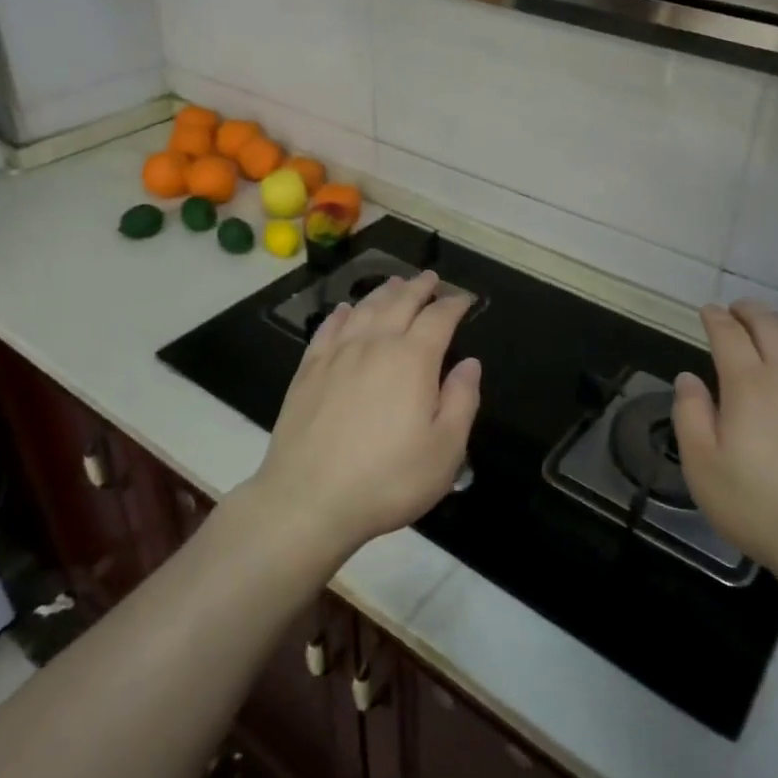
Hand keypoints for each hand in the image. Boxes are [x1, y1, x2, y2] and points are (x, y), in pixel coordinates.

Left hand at [253, 271, 480, 563]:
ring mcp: (336, 356)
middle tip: (430, 278)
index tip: (464, 299)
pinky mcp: (308, 372)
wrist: (308, 499)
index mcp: (413, 360)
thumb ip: (462, 401)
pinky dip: (340, 314)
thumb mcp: (445, 450)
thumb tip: (469, 363)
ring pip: (363, 309)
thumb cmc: (387, 479)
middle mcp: (374, 345)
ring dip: (383, 292)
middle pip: (399, 303)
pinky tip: (343, 310)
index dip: (454, 304)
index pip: (438, 318)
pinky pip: (327, 329)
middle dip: (419, 288)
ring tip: (395, 283)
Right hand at [672, 300, 777, 591]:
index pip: (729, 334)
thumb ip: (690, 415)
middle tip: (736, 310)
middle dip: (750, 311)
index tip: (707, 312)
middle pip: (771, 325)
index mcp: (750, 385)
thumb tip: (688, 378)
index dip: (715, 318)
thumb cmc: (759, 508)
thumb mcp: (703, 467)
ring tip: (771, 324)